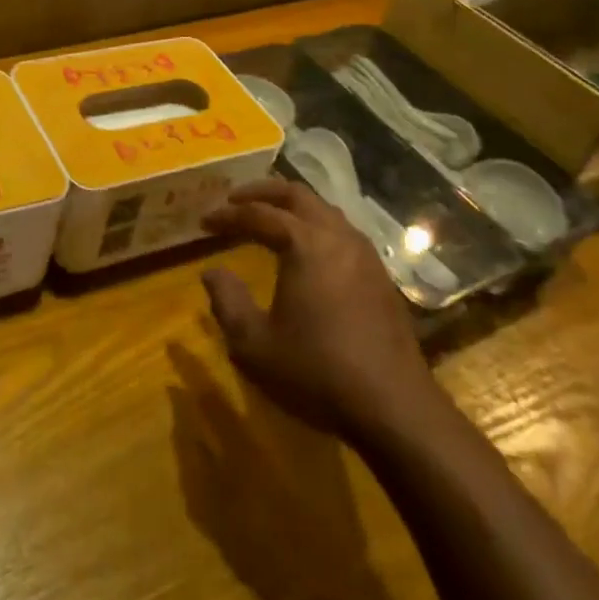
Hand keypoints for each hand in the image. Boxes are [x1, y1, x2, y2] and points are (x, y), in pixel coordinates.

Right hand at [200, 179, 438, 441]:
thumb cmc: (316, 372)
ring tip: (269, 218)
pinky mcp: (380, 277)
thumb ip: (227, 302)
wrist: (394, 407)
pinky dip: (315, 226)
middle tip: (235, 200)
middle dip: (262, 192)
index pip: (259, 214)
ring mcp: (365, 255)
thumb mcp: (254, 344)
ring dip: (292, 207)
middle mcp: (338, 237)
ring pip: (325, 210)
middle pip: (297, 195)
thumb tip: (212, 271)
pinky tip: (306, 251)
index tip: (204, 222)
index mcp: (305, 245)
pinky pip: (342, 232)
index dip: (228, 215)